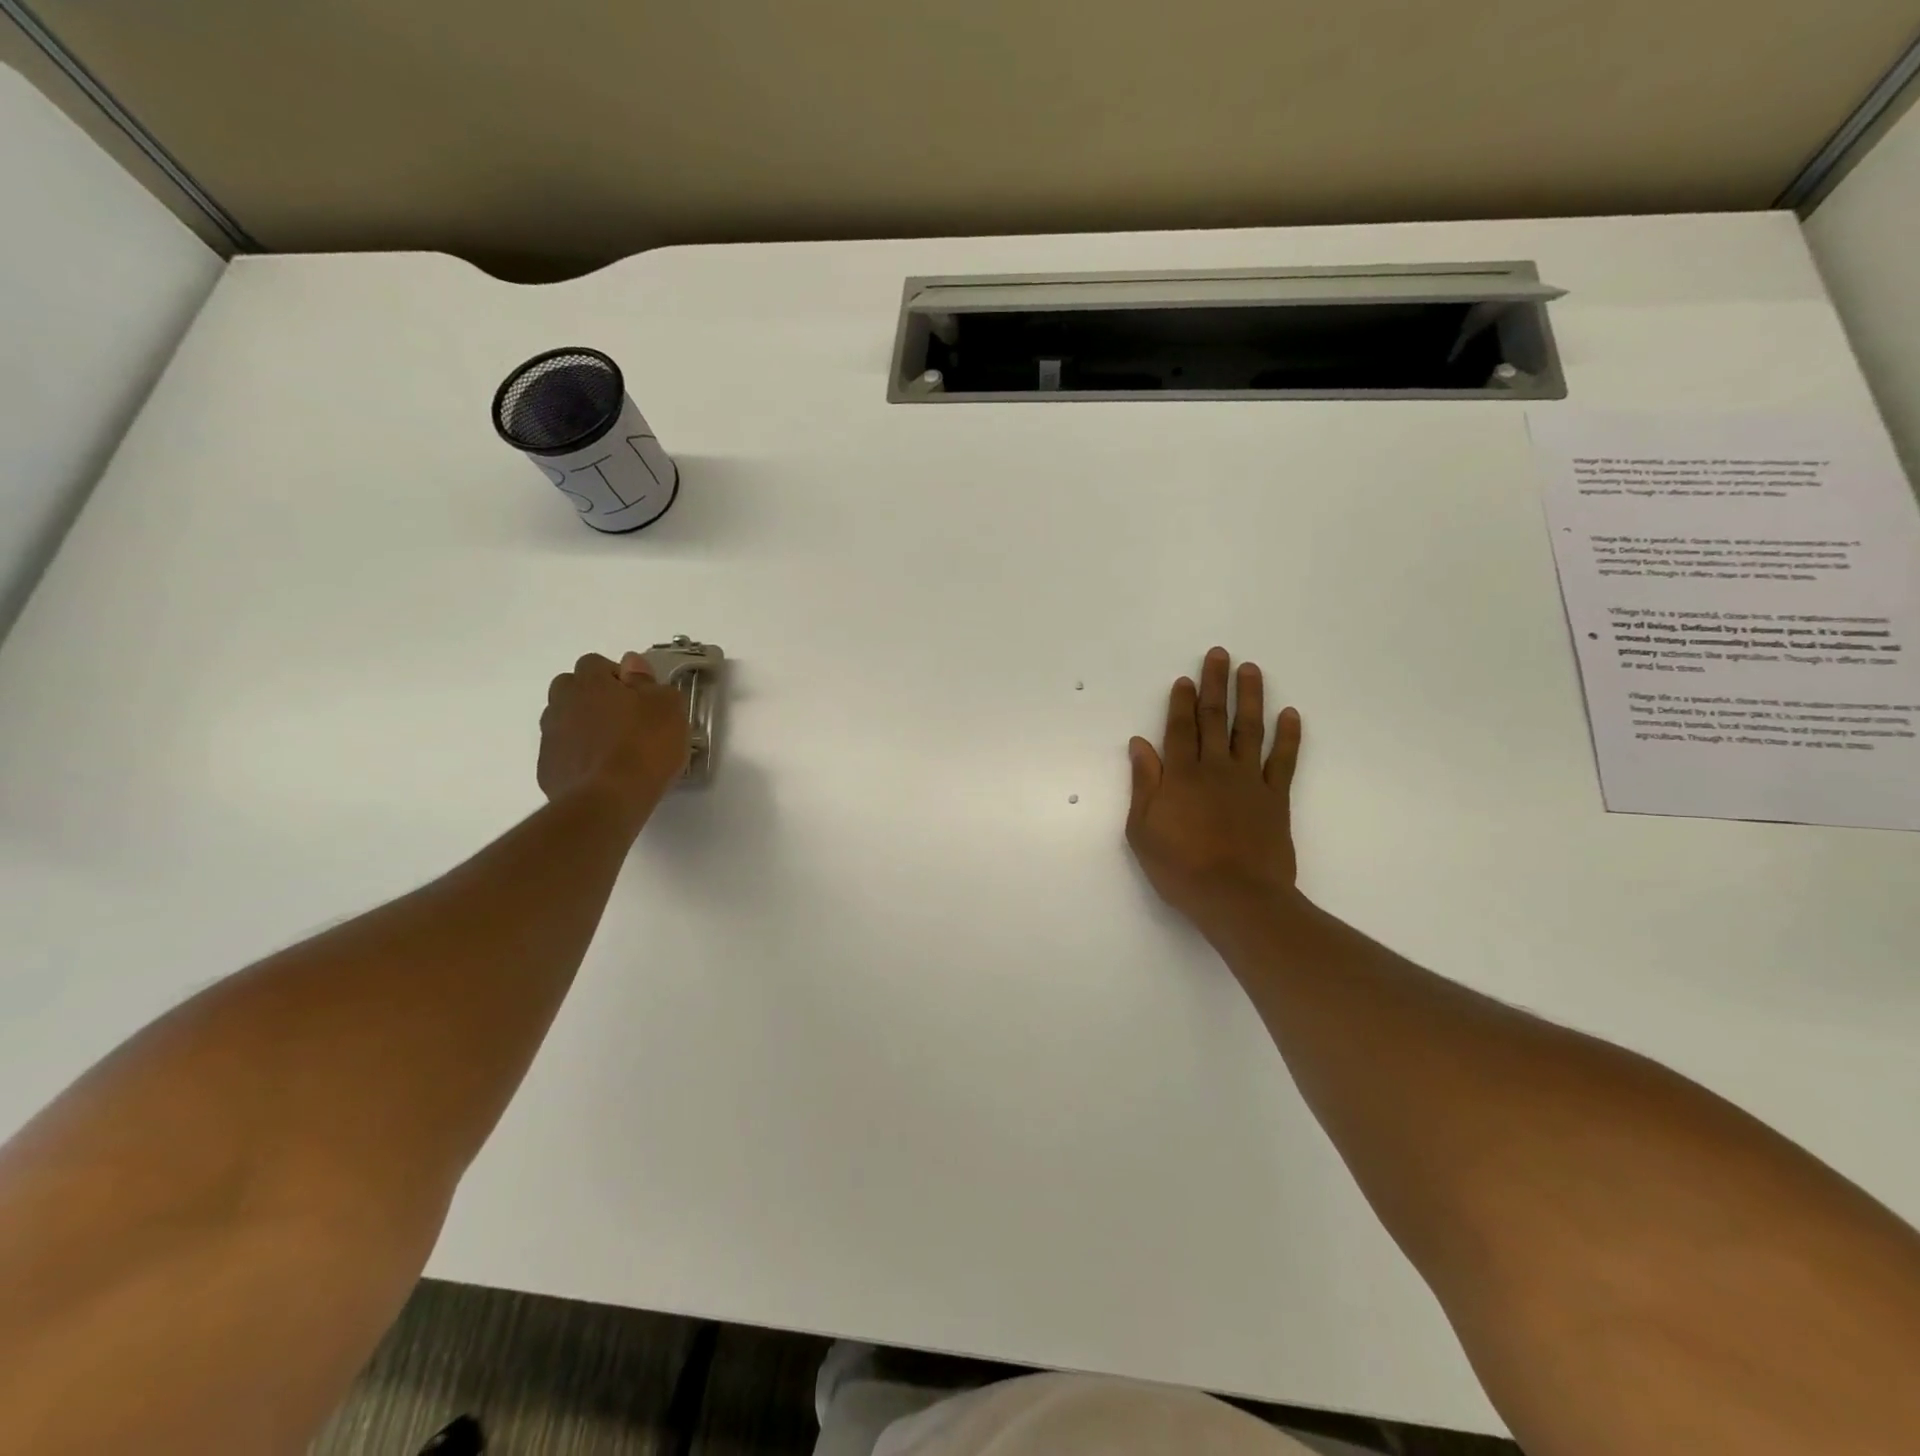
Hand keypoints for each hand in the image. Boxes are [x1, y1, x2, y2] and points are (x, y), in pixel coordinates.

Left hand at [539, 652, 690, 825]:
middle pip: (571, 688)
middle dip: (592, 697)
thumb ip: (649, 681)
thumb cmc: (645, 746)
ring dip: (584, 726)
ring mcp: (551, 737)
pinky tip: (602, 772)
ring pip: (564, 720)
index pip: (595, 663)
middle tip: (623, 719)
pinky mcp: (548, 769)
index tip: (638, 696)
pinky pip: (563, 752)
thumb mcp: (667, 707)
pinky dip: (579, 756)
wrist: (608, 800)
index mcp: (590, 683)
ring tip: (613, 748)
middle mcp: (562, 703)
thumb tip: (632, 664)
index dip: (617, 676)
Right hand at [1126, 647, 1303, 935]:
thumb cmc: (1180, 868)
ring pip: (1249, 730)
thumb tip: (1140, 744)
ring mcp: (1249, 781)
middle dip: (1214, 685)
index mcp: (1180, 776)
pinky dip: (1289, 736)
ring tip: (1251, 670)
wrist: (1237, 897)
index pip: (1180, 728)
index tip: (1185, 678)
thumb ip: (1144, 784)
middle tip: (1219, 655)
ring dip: (1250, 698)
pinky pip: (1284, 760)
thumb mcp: (1143, 830)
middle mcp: (1215, 769)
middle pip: (1213, 718)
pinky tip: (1290, 714)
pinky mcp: (1276, 798)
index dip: (1181, 701)